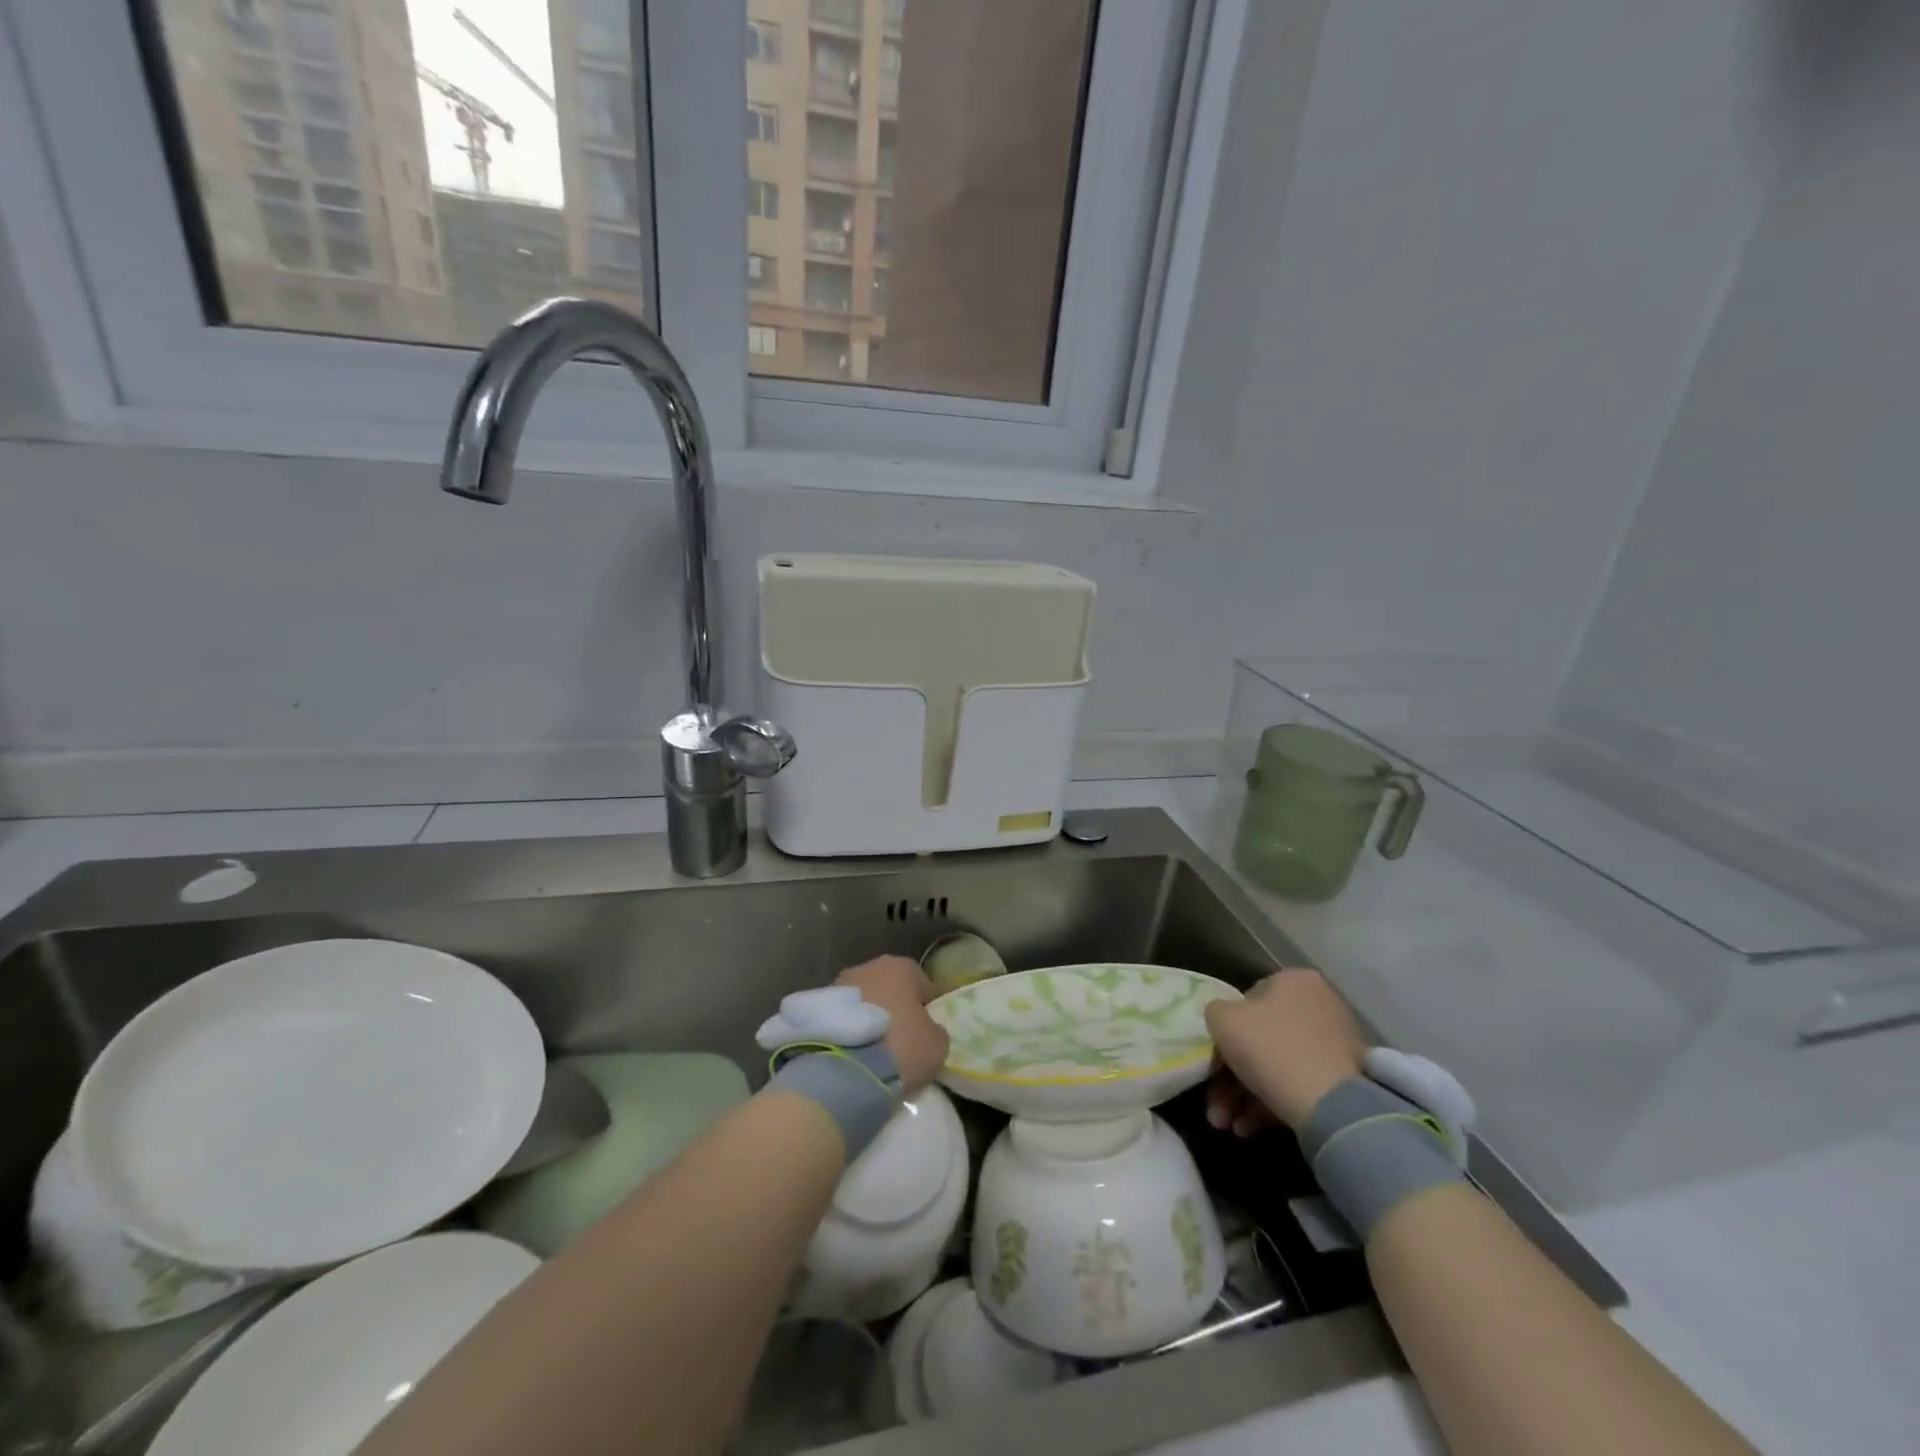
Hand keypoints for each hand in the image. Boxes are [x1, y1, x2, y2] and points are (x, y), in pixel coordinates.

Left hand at [836, 955, 948, 1096]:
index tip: (927, 1031)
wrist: (845, 1070)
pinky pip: (843, 1016)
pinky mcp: (816, 1005)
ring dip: (869, 1016)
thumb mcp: (937, 1044)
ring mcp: (839, 983)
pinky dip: (849, 1029)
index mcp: (901, 967)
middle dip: (894, 1008)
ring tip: (873, 1048)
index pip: (923, 985)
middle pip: (889, 988)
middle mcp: (868, 966)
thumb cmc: (901, 1047)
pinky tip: (853, 1051)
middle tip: (899, 1039)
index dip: (927, 1008)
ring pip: (863, 1000)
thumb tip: (927, 1030)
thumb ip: (935, 1029)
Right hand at [1204, 969, 1368, 1132]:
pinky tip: (1247, 1128)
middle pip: (1261, 1039)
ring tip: (1224, 1124)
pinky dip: (1269, 1104)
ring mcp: (1335, 1045)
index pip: (1249, 999)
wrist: (1332, 1106)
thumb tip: (1225, 1020)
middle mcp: (1319, 1005)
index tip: (1212, 1060)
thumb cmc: (1270, 1048)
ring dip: (1243, 1097)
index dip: (1225, 1031)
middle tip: (1215, 1105)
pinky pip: (1297, 1086)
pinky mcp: (1344, 1082)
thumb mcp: (1222, 1020)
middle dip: (1230, 1077)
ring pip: (1276, 1067)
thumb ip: (1216, 1012)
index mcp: (1294, 981)